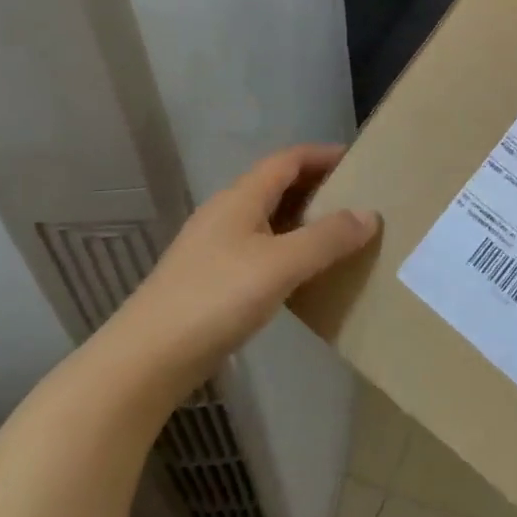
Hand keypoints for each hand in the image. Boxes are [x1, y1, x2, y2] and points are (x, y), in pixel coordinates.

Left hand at [99, 146, 379, 396]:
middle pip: (277, 186)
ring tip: (341, 235)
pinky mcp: (212, 280)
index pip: (287, 160)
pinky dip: (289, 250)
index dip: (322, 155)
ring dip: (304, 220)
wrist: (146, 361)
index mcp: (240, 199)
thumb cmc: (215, 299)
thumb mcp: (281, 264)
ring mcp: (215, 249)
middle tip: (358, 199)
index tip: (359, 162)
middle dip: (317, 187)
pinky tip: (306, 273)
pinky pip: (261, 250)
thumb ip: (327, 238)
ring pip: (269, 220)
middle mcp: (226, 215)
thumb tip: (370, 214)